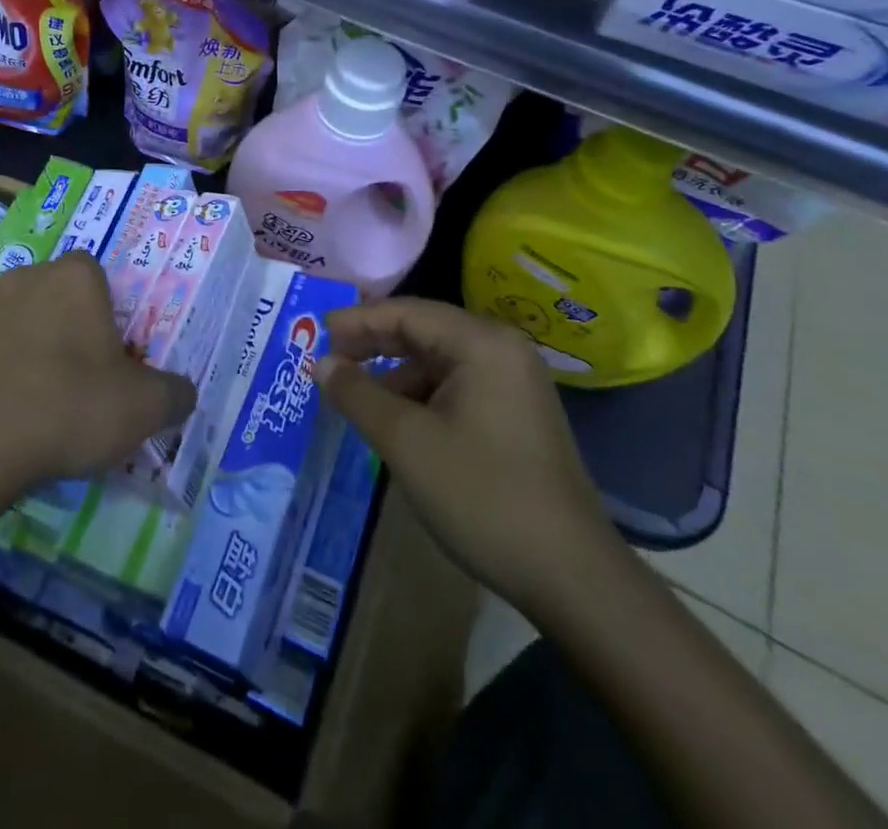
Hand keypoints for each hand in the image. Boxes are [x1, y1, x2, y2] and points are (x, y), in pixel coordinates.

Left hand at [0, 251, 196, 487]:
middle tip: (69, 381)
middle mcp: (23, 275)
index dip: (102, 314)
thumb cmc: (67, 409)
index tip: (104, 356)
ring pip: (9, 317)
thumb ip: (174, 393)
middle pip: (51, 294)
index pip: (95, 277)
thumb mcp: (142, 409)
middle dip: (61, 327)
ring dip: (19, 343)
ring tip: (24, 398)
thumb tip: (183, 393)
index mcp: (74, 277)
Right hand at [318, 298, 623, 612]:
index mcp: (481, 343)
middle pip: (424, 330)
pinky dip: (421, 396)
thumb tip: (320, 363)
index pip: (406, 312)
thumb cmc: (480, 495)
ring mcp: (515, 383)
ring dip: (395, 373)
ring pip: (438, 361)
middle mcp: (503, 351)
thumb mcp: (405, 441)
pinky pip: (457, 386)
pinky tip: (397, 422)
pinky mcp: (517, 415)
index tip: (316, 332)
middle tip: (328, 359)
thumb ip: (356, 393)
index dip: (358, 320)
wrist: (571, 576)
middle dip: (373, 343)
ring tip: (356, 396)